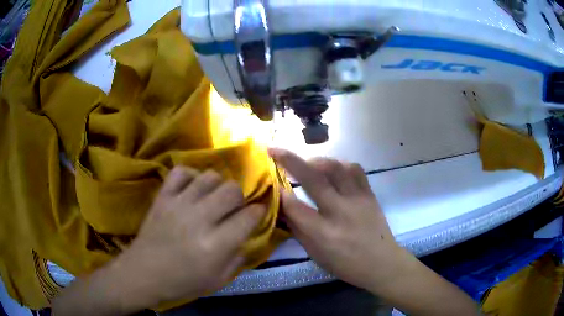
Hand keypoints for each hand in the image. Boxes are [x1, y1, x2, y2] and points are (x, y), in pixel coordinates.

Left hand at [116, 167, 265, 304]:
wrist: (144, 274)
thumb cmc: (182, 282)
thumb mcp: (218, 280)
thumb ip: (238, 257)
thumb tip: (246, 236)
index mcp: (216, 245)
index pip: (249, 217)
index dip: (258, 213)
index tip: (256, 214)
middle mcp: (200, 219)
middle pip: (232, 190)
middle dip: (240, 197)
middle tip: (234, 208)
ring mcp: (179, 204)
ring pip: (210, 177)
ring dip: (218, 186)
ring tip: (213, 198)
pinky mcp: (163, 197)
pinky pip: (181, 172)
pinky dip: (191, 175)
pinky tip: (192, 188)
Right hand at [269, 148, 479, 315]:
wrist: (382, 263)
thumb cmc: (346, 264)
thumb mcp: (316, 255)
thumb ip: (298, 229)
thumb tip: (283, 207)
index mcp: (324, 234)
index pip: (296, 207)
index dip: (279, 193)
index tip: (269, 181)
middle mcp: (340, 212)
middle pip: (314, 178)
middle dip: (290, 160)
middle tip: (275, 150)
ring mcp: (358, 200)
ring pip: (336, 167)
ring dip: (317, 160)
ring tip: (307, 163)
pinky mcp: (369, 194)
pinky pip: (355, 169)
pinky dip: (340, 164)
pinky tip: (333, 169)